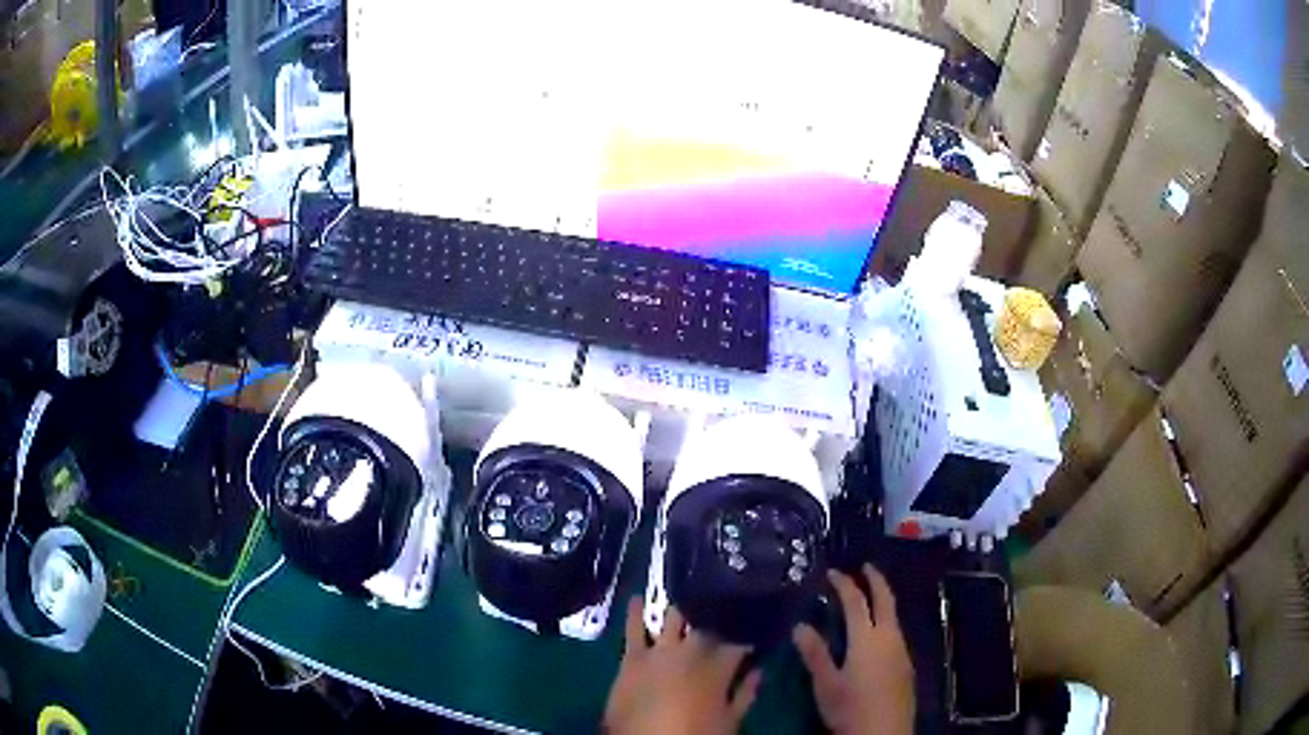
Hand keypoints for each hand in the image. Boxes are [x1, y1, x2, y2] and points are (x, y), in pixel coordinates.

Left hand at [604, 599, 760, 733]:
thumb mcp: (730, 722)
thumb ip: (745, 694)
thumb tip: (759, 671)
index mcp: (718, 666)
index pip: (738, 640)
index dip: (747, 633)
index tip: (752, 628)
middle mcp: (690, 651)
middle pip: (708, 624)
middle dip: (717, 616)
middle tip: (722, 610)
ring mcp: (659, 651)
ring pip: (674, 618)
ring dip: (682, 609)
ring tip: (689, 595)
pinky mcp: (632, 658)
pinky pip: (633, 629)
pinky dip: (636, 613)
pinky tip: (637, 598)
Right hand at [793, 565, 914, 734]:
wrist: (884, 732)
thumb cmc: (850, 708)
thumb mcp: (826, 684)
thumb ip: (815, 653)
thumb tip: (801, 625)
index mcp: (867, 638)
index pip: (855, 601)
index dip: (844, 584)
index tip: (832, 572)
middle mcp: (889, 637)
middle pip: (885, 600)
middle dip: (876, 580)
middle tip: (865, 567)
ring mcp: (901, 650)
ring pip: (893, 616)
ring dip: (882, 601)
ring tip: (867, 598)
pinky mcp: (906, 665)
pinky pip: (896, 632)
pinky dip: (885, 621)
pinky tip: (875, 634)